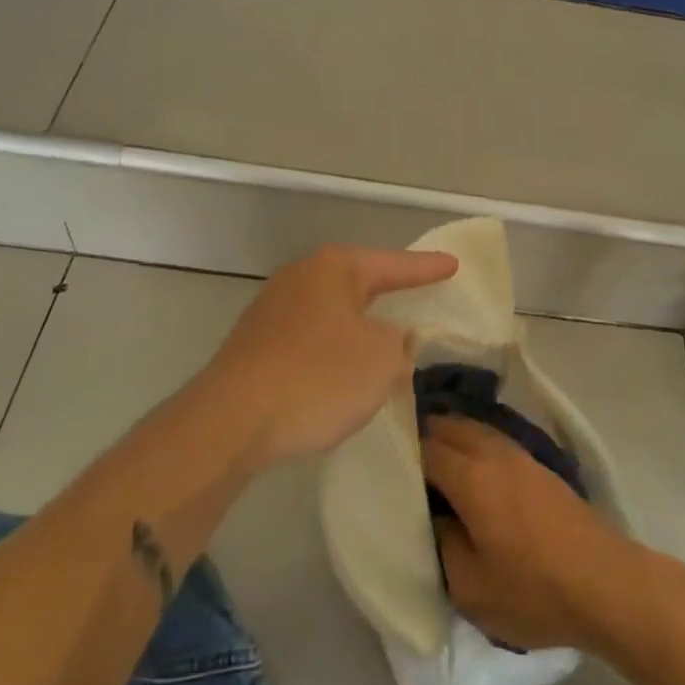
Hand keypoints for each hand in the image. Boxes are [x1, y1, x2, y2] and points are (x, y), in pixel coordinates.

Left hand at [197, 244, 457, 466]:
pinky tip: (341, 372)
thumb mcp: (382, 359)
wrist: (231, 421)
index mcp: (334, 269)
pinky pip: (310, 338)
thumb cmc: (318, 377)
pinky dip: (333, 350)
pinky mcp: (255, 345)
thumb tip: (391, 339)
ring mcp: (272, 310)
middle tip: (417, 292)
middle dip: (387, 291)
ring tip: (385, 338)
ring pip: (332, 312)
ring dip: (359, 326)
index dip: (426, 268)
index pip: (393, 264)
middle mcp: (300, 278)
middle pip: (357, 282)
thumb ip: (399, 343)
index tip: (452, 265)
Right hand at [423, 415, 639, 652]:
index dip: (401, 454)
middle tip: (401, 459)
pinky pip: (494, 440)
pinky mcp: (540, 467)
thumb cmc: (534, 590)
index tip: (382, 467)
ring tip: (430, 460)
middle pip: (449, 426)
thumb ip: (441, 545)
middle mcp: (494, 453)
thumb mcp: (470, 587)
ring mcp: (521, 456)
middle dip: (422, 435)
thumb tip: (434, 518)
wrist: (606, 583)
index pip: (424, 448)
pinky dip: (473, 444)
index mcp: (471, 476)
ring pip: (474, 428)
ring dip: (450, 436)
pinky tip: (470, 469)